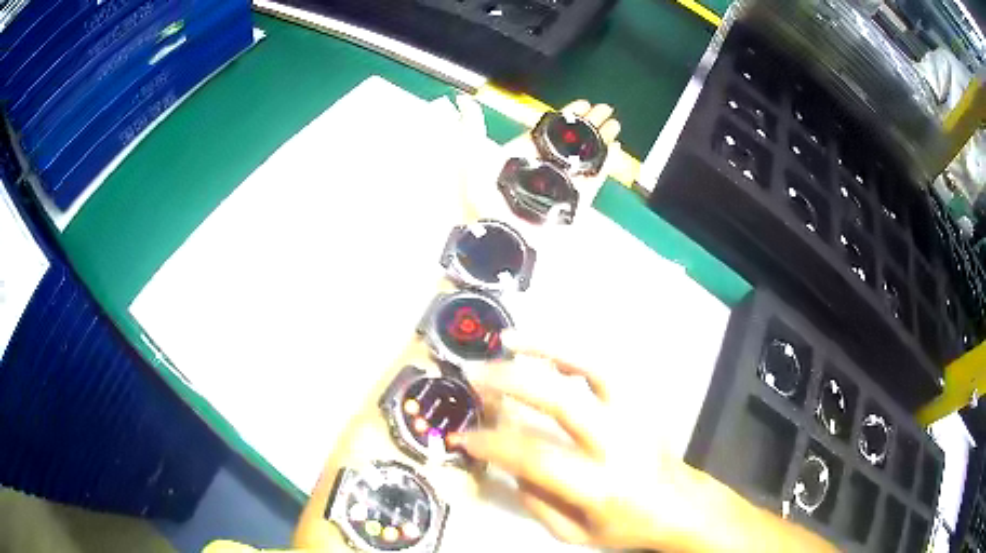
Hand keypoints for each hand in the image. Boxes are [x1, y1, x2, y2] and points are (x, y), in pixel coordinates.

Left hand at [454, 98, 622, 225]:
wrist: (496, 243)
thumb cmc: (480, 205)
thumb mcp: (471, 160)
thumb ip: (472, 129)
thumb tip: (463, 100)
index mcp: (519, 157)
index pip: (548, 130)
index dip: (566, 116)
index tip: (582, 104)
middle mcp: (541, 170)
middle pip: (570, 141)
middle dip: (589, 124)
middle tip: (605, 110)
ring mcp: (558, 187)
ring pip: (583, 158)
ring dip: (599, 141)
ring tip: (614, 126)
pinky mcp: (571, 204)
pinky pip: (592, 181)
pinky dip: (603, 166)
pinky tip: (613, 151)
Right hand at [454, 332, 711, 551]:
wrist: (680, 503)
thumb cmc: (626, 525)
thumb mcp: (575, 534)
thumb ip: (537, 504)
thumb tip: (509, 465)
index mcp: (600, 487)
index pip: (537, 458)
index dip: (494, 443)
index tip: (464, 434)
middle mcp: (618, 445)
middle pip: (563, 402)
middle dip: (513, 383)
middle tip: (475, 374)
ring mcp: (633, 417)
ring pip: (593, 369)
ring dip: (548, 348)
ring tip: (509, 340)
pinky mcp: (640, 402)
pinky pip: (606, 368)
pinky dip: (573, 352)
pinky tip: (547, 349)